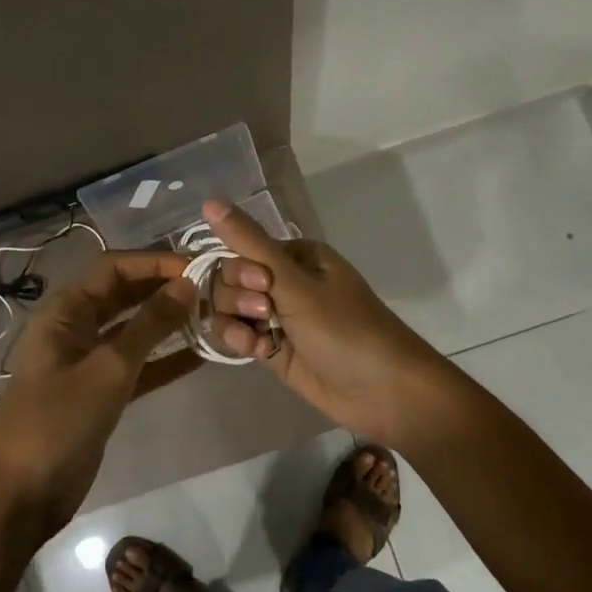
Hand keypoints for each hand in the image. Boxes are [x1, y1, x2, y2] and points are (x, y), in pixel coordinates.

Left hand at [0, 252, 196, 538]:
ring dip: (169, 323)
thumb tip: (188, 284)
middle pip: (125, 295)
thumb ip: (149, 325)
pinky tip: (201, 356)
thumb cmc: (57, 421)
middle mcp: (76, 328)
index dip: (154, 262)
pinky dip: (165, 359)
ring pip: (135, 330)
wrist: (20, 496)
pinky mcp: (101, 393)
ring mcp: (88, 362)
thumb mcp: (108, 368)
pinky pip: (139, 365)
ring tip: (213, 315)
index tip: (198, 266)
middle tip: (213, 288)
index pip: (114, 268)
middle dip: (165, 289)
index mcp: (65, 311)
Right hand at [200, 200, 452, 445]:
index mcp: (295, 256)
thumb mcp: (295, 283)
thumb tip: (209, 201)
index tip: (259, 284)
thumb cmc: (344, 328)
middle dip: (238, 298)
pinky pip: (241, 336)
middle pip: (230, 280)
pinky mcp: (274, 349)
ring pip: (231, 310)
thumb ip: (249, 244)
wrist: (382, 390)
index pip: (241, 249)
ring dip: (236, 322)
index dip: (239, 268)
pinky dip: (243, 342)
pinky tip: (259, 352)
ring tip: (260, 341)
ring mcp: (279, 317)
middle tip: (266, 313)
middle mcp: (285, 281)